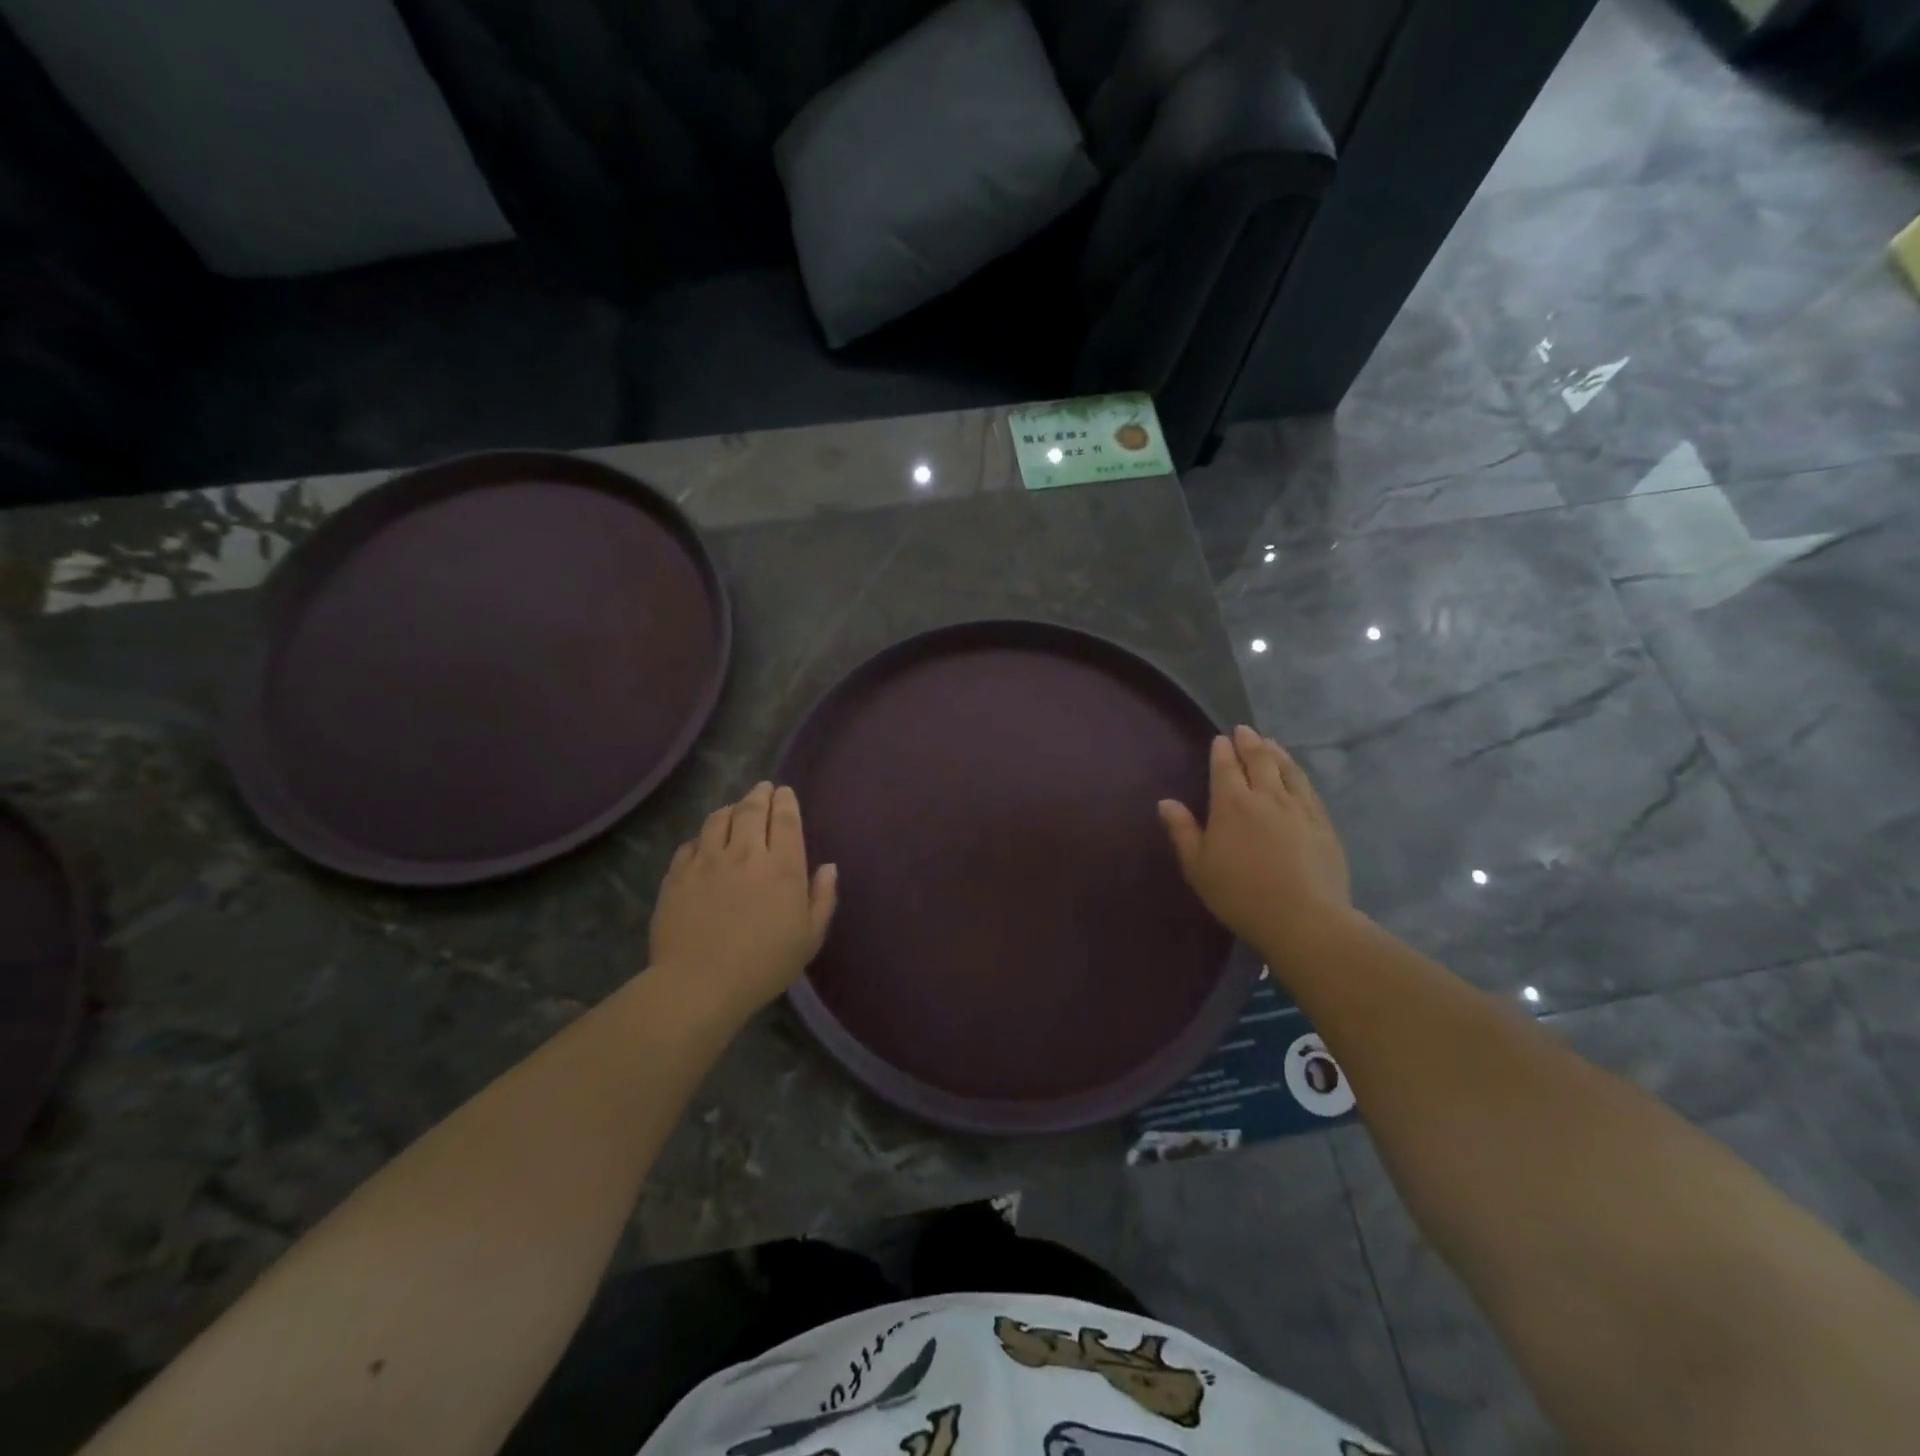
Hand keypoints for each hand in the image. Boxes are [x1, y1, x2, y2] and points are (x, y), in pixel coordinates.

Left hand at [649, 782, 837, 1022]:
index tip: (784, 792)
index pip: (785, 819)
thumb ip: (822, 898)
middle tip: (763, 788)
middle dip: (760, 794)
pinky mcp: (678, 875)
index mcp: (782, 867)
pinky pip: (690, 843)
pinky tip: (704, 842)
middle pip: (751, 810)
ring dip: (730, 809)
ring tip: (734, 808)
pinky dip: (702, 836)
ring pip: (718, 819)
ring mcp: (707, 861)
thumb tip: (828, 867)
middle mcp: (745, 853)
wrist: (700, 984)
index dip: (786, 801)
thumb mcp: (809, 938)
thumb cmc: (764, 965)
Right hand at [1158, 726, 1351, 949]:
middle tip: (1244, 730)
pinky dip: (1298, 773)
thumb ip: (1182, 831)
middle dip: (1249, 743)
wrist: (1303, 919)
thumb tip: (1166, 802)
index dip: (1222, 751)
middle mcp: (1266, 796)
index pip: (1225, 768)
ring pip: (1287, 769)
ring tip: (1270, 742)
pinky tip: (1296, 774)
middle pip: (1259, 760)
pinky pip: (1308, 788)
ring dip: (1276, 752)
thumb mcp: (1198, 867)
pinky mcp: (1323, 823)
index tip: (1220, 739)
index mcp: (1231, 804)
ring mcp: (1299, 808)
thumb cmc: (1240, 895)